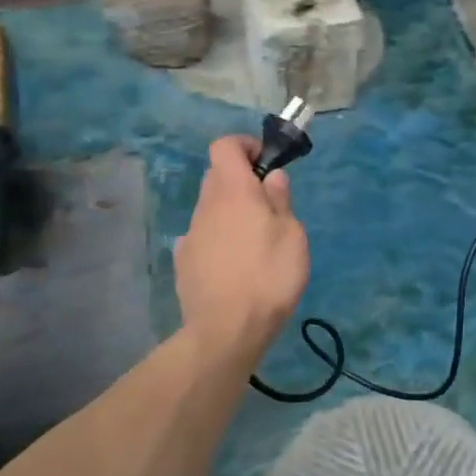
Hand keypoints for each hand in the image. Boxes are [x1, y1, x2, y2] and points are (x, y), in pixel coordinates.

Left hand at [174, 136, 309, 359]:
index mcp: (233, 191)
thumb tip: (271, 177)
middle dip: (241, 181)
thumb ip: (280, 201)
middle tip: (270, 206)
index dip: (245, 146)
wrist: (226, 330)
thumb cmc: (269, 276)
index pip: (224, 146)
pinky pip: (203, 236)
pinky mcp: (184, 262)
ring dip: (231, 212)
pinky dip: (218, 239)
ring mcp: (190, 234)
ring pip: (210, 208)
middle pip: (217, 176)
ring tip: (256, 242)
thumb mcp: (292, 235)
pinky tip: (234, 265)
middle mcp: (206, 206)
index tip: (266, 163)